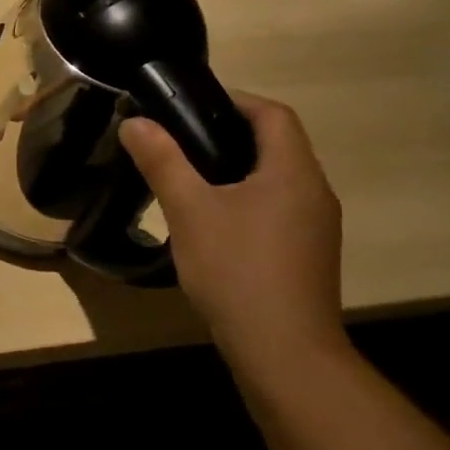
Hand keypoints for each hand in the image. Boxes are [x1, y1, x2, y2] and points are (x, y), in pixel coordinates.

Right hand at [121, 93, 344, 357]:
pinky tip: (209, 219)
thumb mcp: (189, 210)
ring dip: (234, 167)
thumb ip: (162, 161)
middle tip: (176, 137)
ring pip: (274, 178)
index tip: (187, 103)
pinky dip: (243, 197)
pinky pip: (275, 207)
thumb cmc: (237, 269)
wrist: (282, 349)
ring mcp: (315, 226)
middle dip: (227, 132)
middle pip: (275, 144)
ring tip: (184, 173)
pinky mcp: (305, 253)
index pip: (273, 115)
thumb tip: (135, 122)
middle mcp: (314, 192)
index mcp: (293, 172)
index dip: (233, 100)